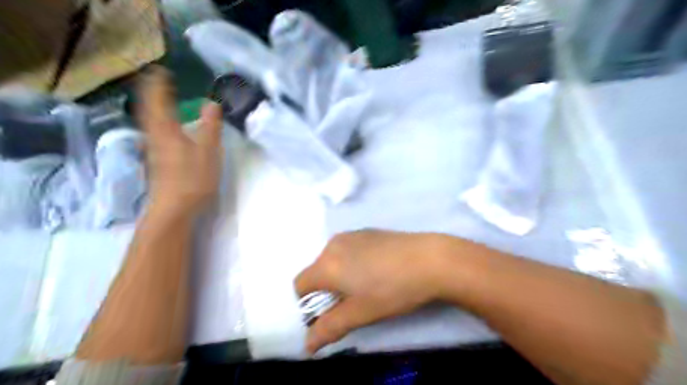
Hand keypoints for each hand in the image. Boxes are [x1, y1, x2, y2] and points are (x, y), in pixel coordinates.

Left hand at [138, 66, 223, 216]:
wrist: (175, 209)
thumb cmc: (193, 178)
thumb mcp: (208, 150)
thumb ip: (211, 126)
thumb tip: (212, 103)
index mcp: (166, 130)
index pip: (158, 100)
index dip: (158, 84)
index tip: (161, 71)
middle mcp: (154, 136)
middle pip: (147, 109)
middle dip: (151, 93)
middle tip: (157, 81)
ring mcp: (153, 150)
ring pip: (149, 122)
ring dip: (153, 108)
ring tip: (160, 100)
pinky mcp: (157, 162)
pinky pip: (154, 133)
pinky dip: (158, 123)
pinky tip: (165, 128)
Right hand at [293, 230, 450, 353]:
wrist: (431, 259)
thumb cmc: (392, 289)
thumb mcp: (360, 314)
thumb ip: (329, 328)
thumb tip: (307, 344)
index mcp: (326, 264)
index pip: (299, 285)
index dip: (306, 304)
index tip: (325, 315)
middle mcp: (333, 244)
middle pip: (316, 271)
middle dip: (325, 290)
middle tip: (348, 305)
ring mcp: (351, 235)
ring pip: (333, 260)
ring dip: (339, 276)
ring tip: (365, 288)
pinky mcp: (367, 231)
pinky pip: (348, 250)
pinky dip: (351, 263)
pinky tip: (376, 271)